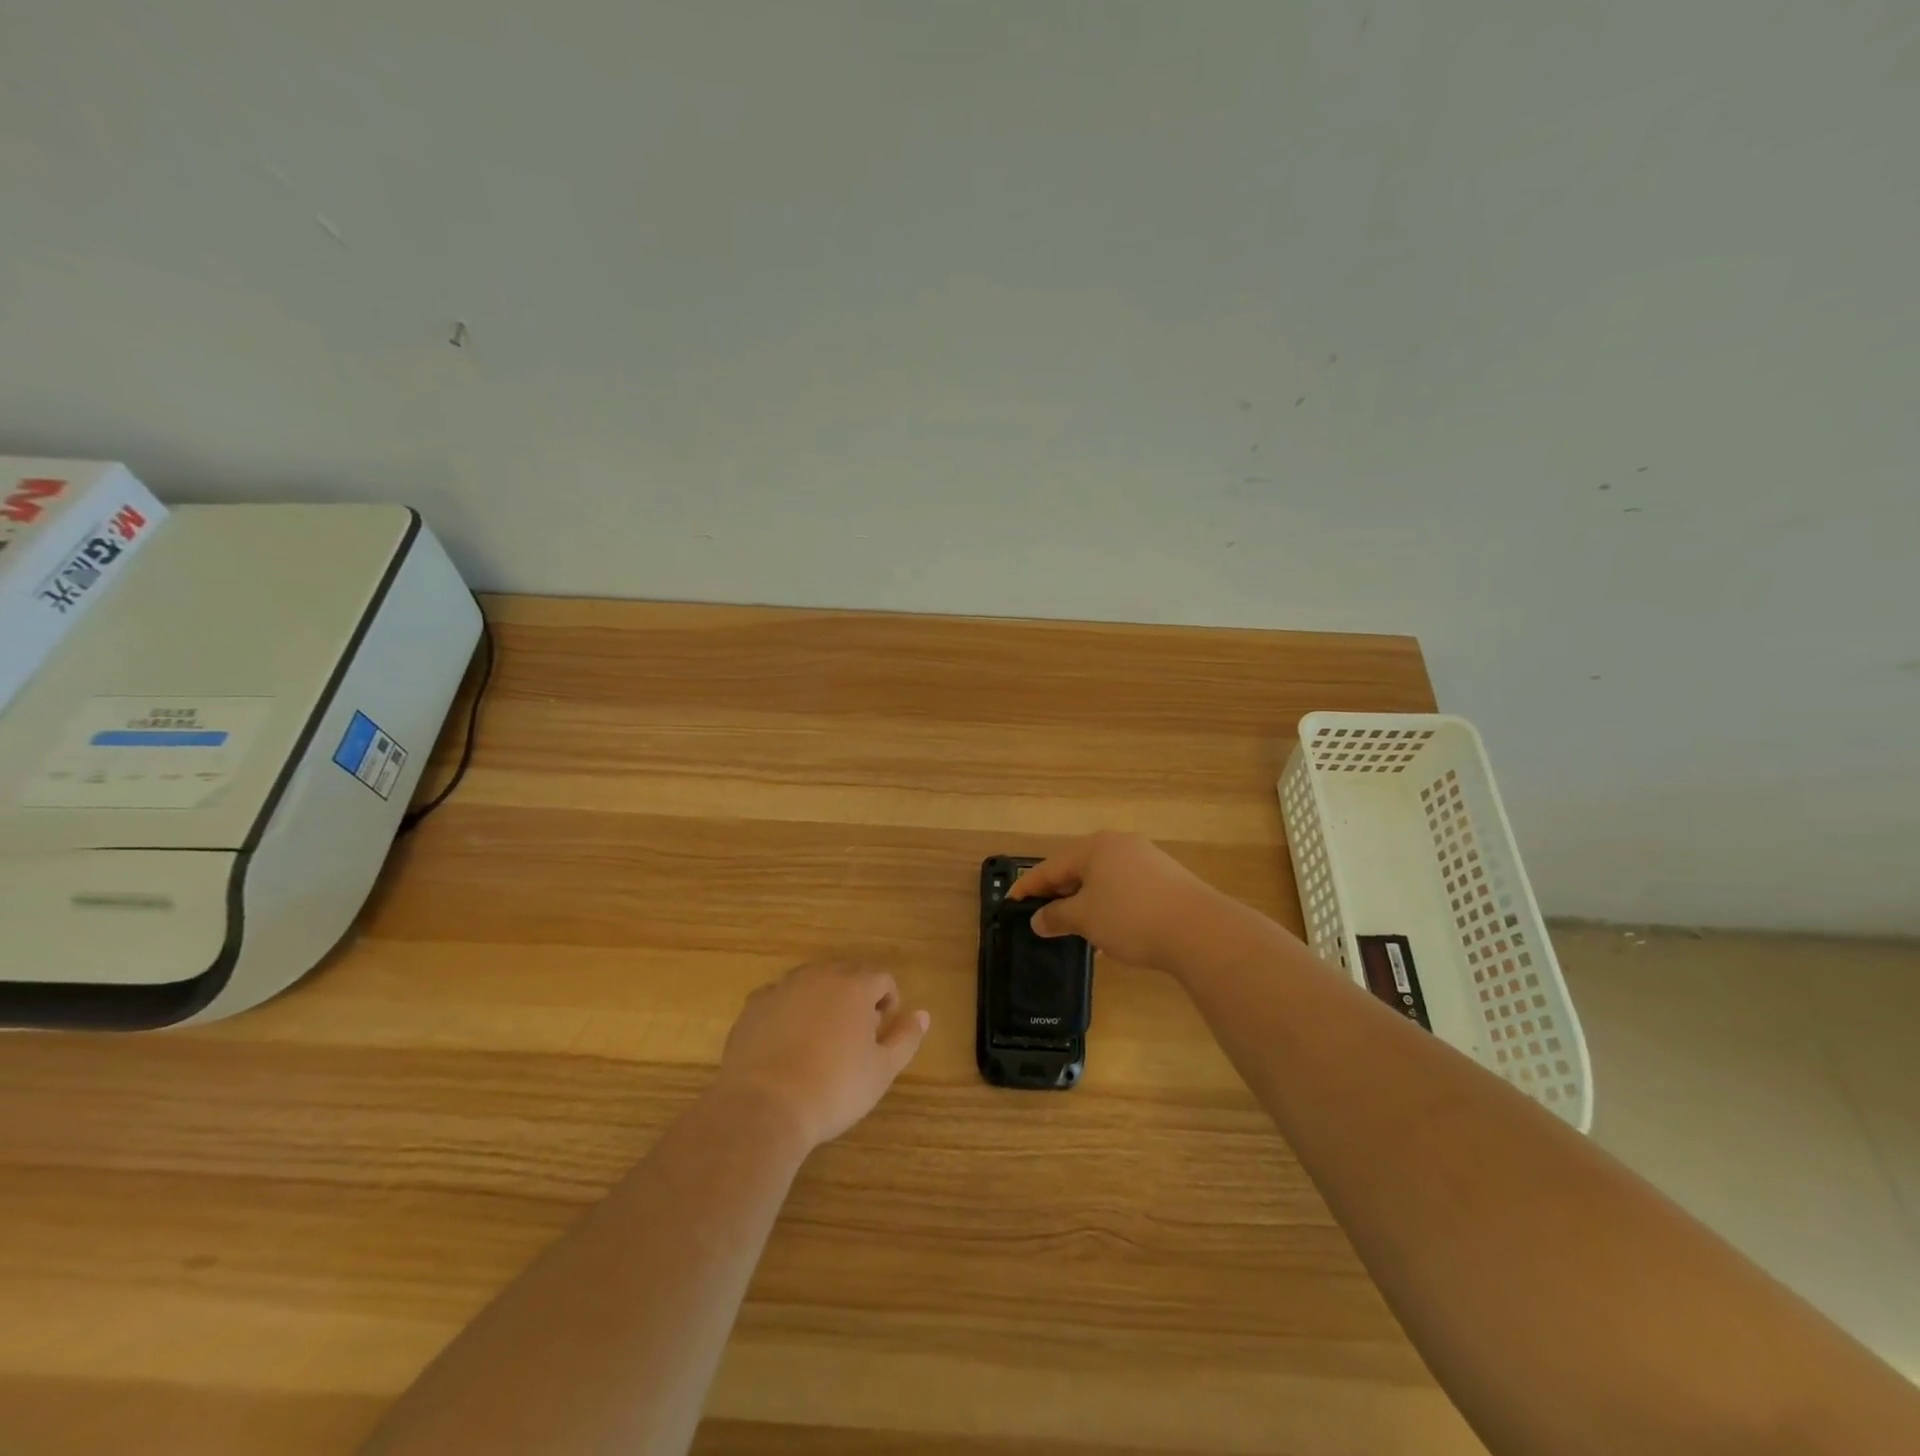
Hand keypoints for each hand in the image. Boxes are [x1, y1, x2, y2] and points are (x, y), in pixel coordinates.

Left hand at [715, 962, 929, 1149]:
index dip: (889, 1003)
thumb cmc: (833, 1089)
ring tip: (820, 1038)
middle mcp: (820, 976)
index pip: (883, 979)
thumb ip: (906, 1037)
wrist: (764, 1107)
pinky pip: (779, 998)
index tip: (882, 1034)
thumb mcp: (882, 1070)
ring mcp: (783, 987)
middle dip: (856, 997)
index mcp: (856, 986)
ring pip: (812, 982)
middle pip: (847, 974)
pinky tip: (786, 1043)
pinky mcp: (754, 1006)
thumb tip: (923, 1014)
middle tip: (854, 1037)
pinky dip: (788, 1011)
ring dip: (822, 1000)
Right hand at [1008, 832, 1227, 969]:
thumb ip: (1057, 917)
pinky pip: (1125, 888)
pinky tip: (1110, 932)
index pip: (1050, 866)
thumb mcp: (1085, 919)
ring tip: (1075, 929)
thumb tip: (1038, 919)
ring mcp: (1146, 859)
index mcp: (1094, 847)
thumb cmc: (1131, 918)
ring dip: (1085, 902)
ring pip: (1103, 879)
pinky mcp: (1166, 878)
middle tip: (1041, 915)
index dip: (1028, 887)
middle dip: (1058, 893)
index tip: (1010, 903)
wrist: (1199, 930)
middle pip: (1078, 867)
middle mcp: (1119, 845)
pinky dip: (1109, 905)